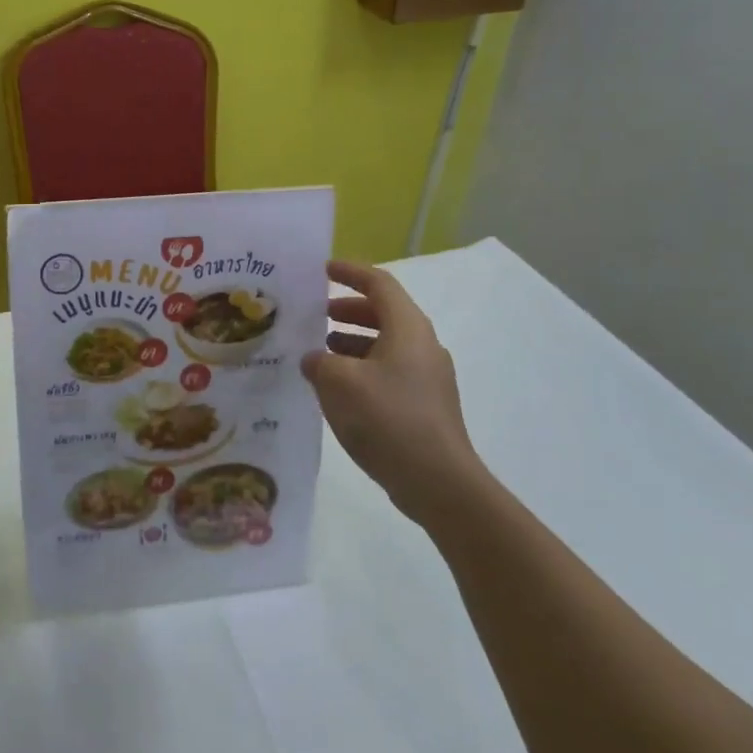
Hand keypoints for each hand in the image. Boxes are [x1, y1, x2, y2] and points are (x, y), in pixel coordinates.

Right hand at [301, 261, 480, 524]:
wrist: (439, 482)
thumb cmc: (388, 419)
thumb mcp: (339, 383)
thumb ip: (318, 362)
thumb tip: (314, 359)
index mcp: (407, 328)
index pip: (379, 284)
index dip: (350, 272)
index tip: (322, 270)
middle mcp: (422, 345)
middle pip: (384, 313)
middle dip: (346, 309)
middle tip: (314, 315)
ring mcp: (427, 377)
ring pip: (385, 344)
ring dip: (351, 342)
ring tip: (318, 353)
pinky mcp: (425, 405)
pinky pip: (388, 371)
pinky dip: (361, 368)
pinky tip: (337, 389)